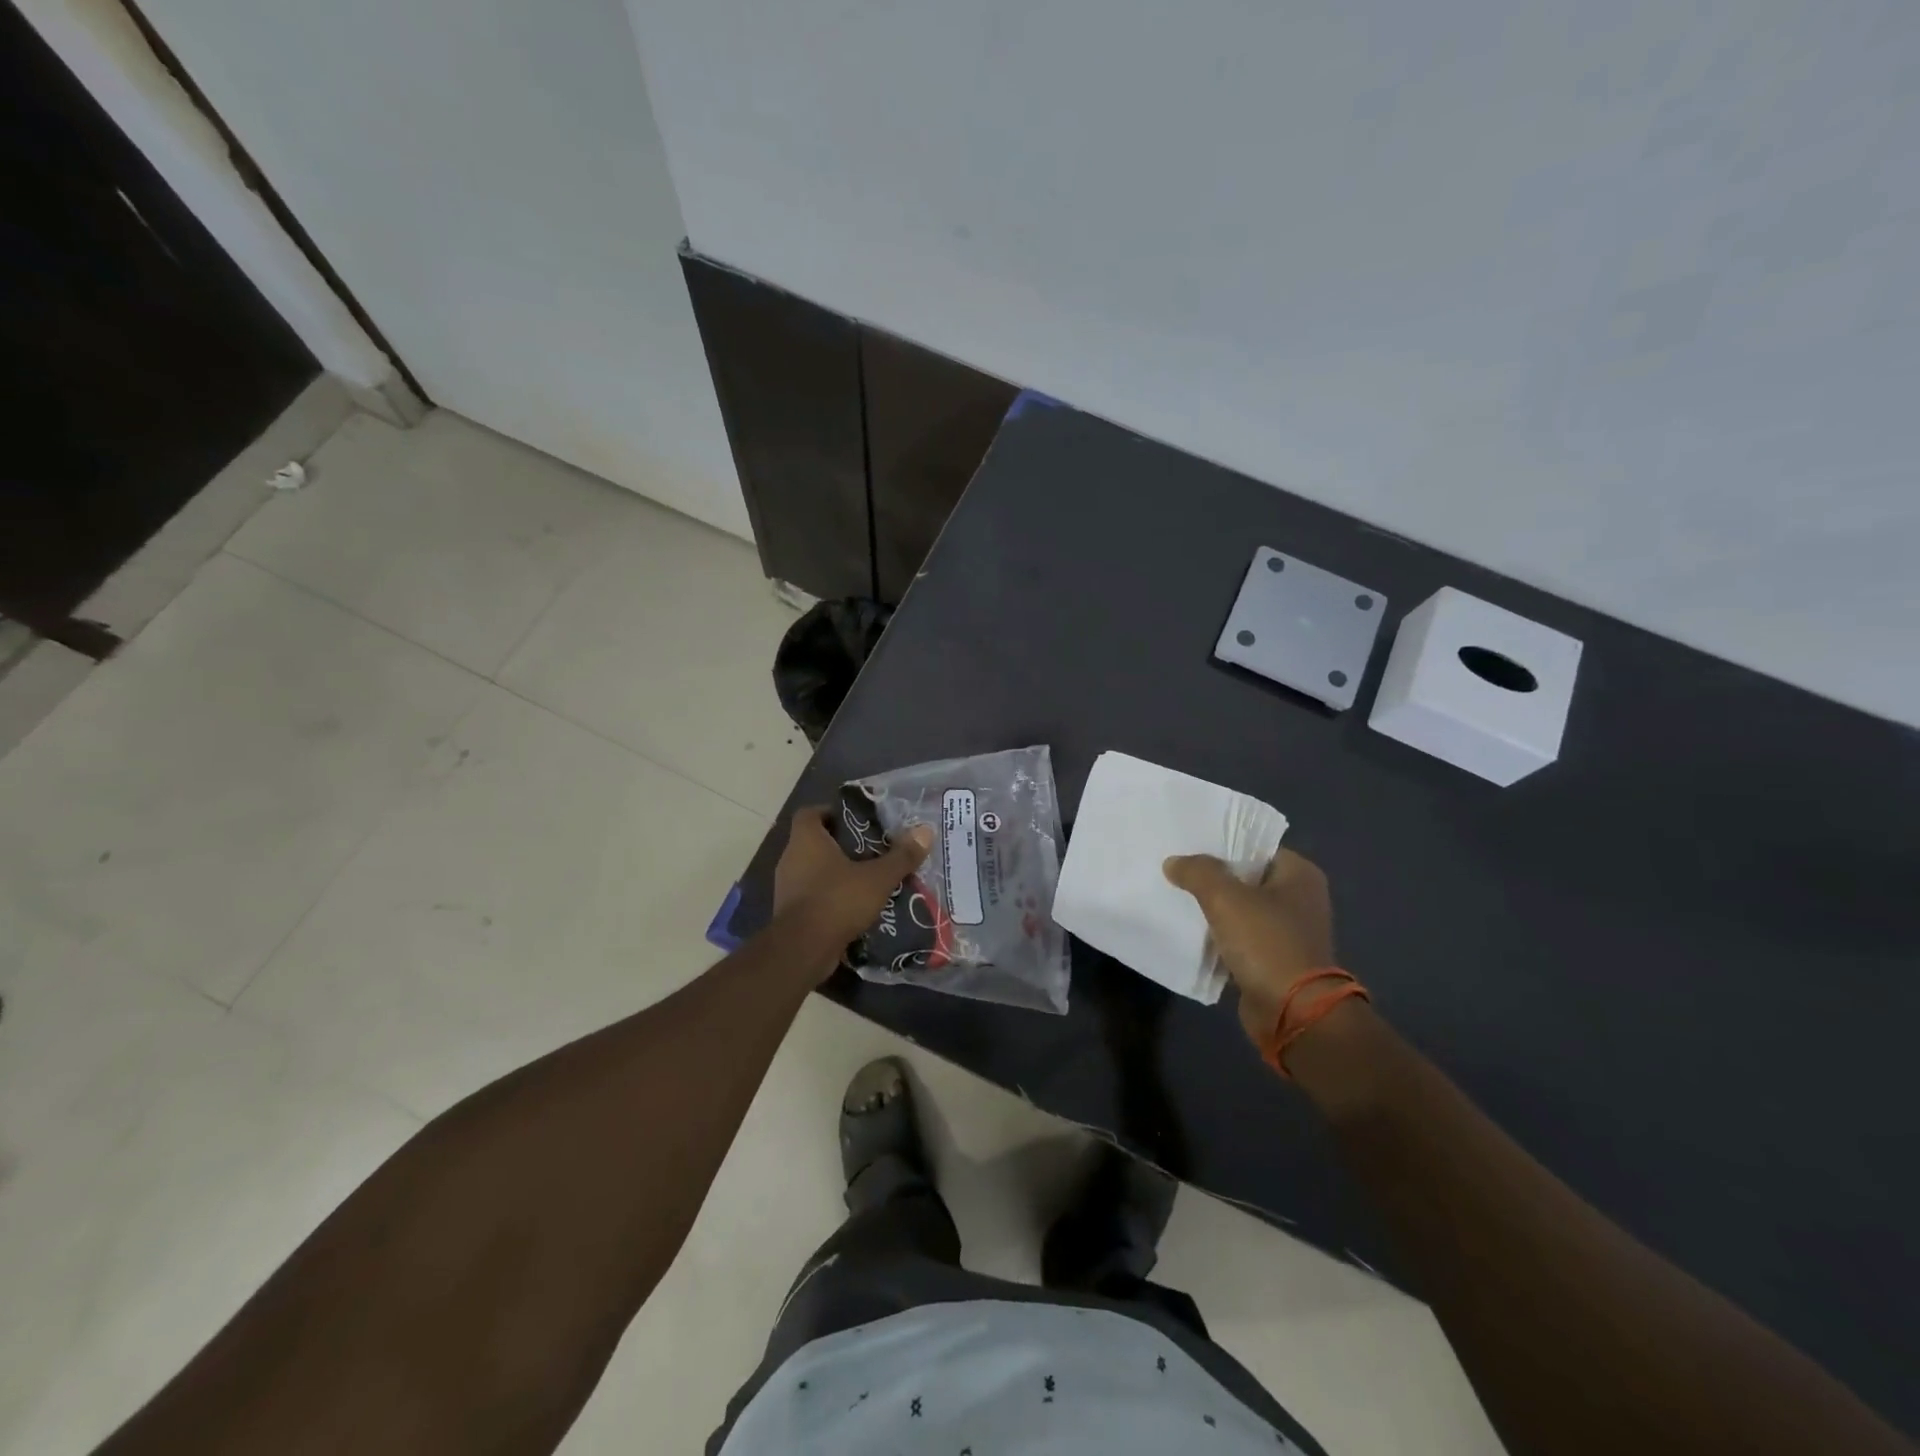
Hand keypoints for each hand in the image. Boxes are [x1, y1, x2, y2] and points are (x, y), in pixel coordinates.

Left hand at [774, 807, 933, 954]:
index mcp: (806, 839)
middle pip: (815, 842)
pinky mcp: (790, 912)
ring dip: (838, 873)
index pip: (810, 813)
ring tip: (869, 878)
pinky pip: (813, 895)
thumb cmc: (837, 900)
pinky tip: (856, 905)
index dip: (831, 813)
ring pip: (814, 870)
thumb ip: (901, 856)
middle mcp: (791, 858)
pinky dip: (831, 896)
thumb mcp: (877, 878)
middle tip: (872, 849)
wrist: (803, 950)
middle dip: (842, 845)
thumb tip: (926, 831)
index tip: (856, 821)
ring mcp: (787, 887)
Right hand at [1163, 848, 1338, 1049]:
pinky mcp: (1275, 959)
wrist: (1293, 1013)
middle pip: (1246, 877)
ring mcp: (1289, 931)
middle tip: (1176, 869)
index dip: (1222, 844)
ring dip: (1214, 907)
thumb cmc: (1267, 943)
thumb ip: (1198, 872)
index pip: (1255, 847)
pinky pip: (1240, 937)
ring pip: (1241, 909)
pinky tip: (1191, 929)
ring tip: (1176, 896)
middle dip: (1213, 877)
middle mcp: (1300, 898)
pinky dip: (1219, 934)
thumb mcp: (1225, 898)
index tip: (1188, 845)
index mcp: (1300, 874)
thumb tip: (1174, 862)